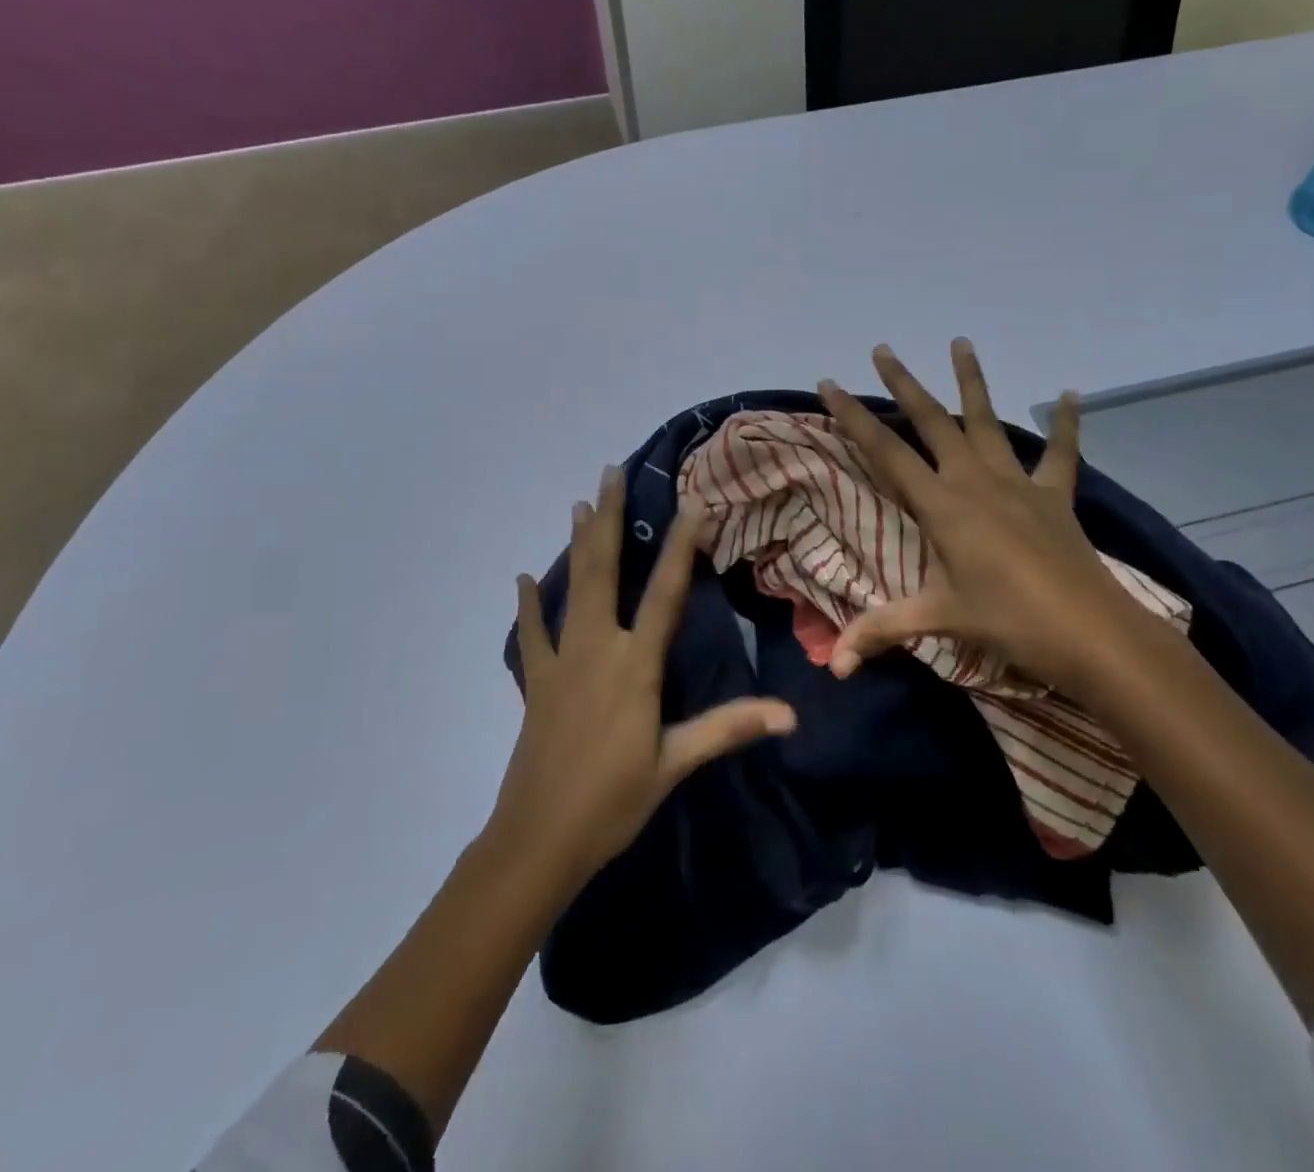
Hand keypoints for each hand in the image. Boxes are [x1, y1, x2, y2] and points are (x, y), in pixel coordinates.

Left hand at [492, 467, 796, 891]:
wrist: (538, 841)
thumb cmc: (613, 802)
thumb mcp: (675, 764)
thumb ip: (728, 728)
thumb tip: (790, 714)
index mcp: (634, 665)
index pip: (664, 593)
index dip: (679, 545)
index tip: (689, 502)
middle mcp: (596, 649)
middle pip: (604, 570)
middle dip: (608, 518)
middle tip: (610, 473)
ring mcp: (561, 662)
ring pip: (569, 589)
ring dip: (576, 545)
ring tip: (578, 504)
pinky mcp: (537, 683)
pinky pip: (531, 635)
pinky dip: (529, 605)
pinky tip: (523, 579)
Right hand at [817, 340, 1152, 692]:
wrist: (1090, 632)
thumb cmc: (1008, 621)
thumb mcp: (939, 620)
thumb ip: (882, 631)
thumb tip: (835, 668)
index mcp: (942, 505)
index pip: (886, 452)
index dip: (854, 417)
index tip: (829, 384)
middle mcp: (975, 480)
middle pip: (932, 421)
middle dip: (903, 384)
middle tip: (882, 349)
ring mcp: (1018, 483)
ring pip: (987, 421)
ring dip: (972, 381)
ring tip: (961, 342)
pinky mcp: (1054, 495)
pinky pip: (1060, 452)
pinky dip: (1064, 424)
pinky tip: (1068, 394)